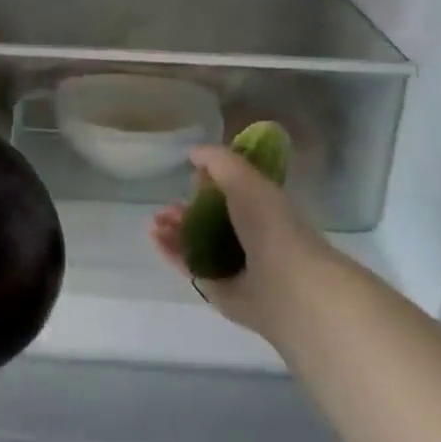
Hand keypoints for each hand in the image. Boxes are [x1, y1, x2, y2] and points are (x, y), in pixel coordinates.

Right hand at [150, 146, 339, 346]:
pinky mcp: (219, 288)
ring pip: (196, 243)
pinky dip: (171, 252)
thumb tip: (193, 153)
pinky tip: (155, 240)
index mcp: (262, 207)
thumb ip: (217, 160)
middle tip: (164, 207)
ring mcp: (234, 264)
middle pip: (209, 219)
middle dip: (184, 210)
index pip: (231, 192)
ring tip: (155, 223)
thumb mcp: (243, 178)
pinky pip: (190, 266)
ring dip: (174, 230)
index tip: (187, 177)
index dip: (208, 184)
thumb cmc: (269, 225)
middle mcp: (249, 235)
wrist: (284, 285)